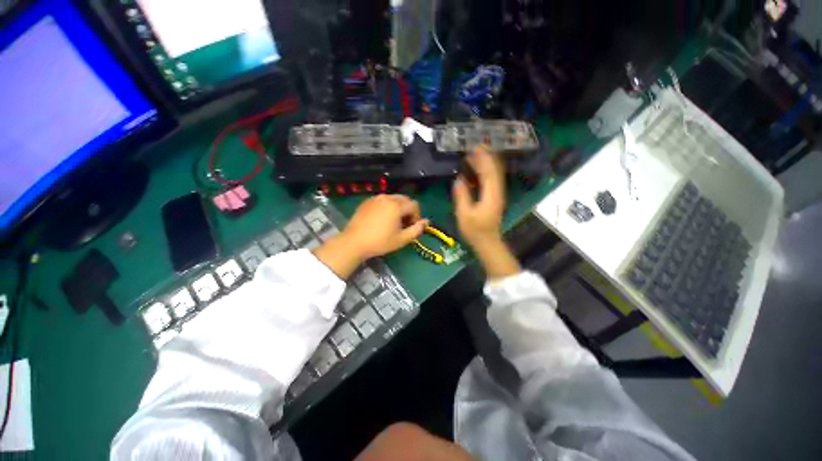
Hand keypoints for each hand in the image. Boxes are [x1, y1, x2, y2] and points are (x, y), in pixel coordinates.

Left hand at [314, 195, 427, 278]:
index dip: (417, 216)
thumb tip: (426, 222)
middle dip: (408, 210)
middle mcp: (387, 198)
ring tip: (393, 222)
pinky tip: (382, 219)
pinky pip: (382, 201)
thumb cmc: (380, 242)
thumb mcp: (401, 239)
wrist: (354, 242)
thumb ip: (417, 229)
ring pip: (393, 199)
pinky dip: (387, 207)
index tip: (412, 227)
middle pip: (405, 199)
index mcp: (396, 205)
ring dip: (398, 208)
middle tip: (404, 224)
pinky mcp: (367, 201)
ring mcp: (375, 198)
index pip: (414, 205)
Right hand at [453, 146, 519, 278]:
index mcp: (491, 195)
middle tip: (475, 146)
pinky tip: (479, 169)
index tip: (475, 147)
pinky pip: (493, 180)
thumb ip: (462, 196)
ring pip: (495, 174)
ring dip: (487, 162)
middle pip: (494, 170)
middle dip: (486, 157)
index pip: (489, 172)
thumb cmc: (475, 230)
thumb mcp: (464, 214)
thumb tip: (459, 179)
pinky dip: (487, 171)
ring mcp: (498, 194)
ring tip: (476, 154)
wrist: (488, 241)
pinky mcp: (495, 197)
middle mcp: (497, 192)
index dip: (483, 158)